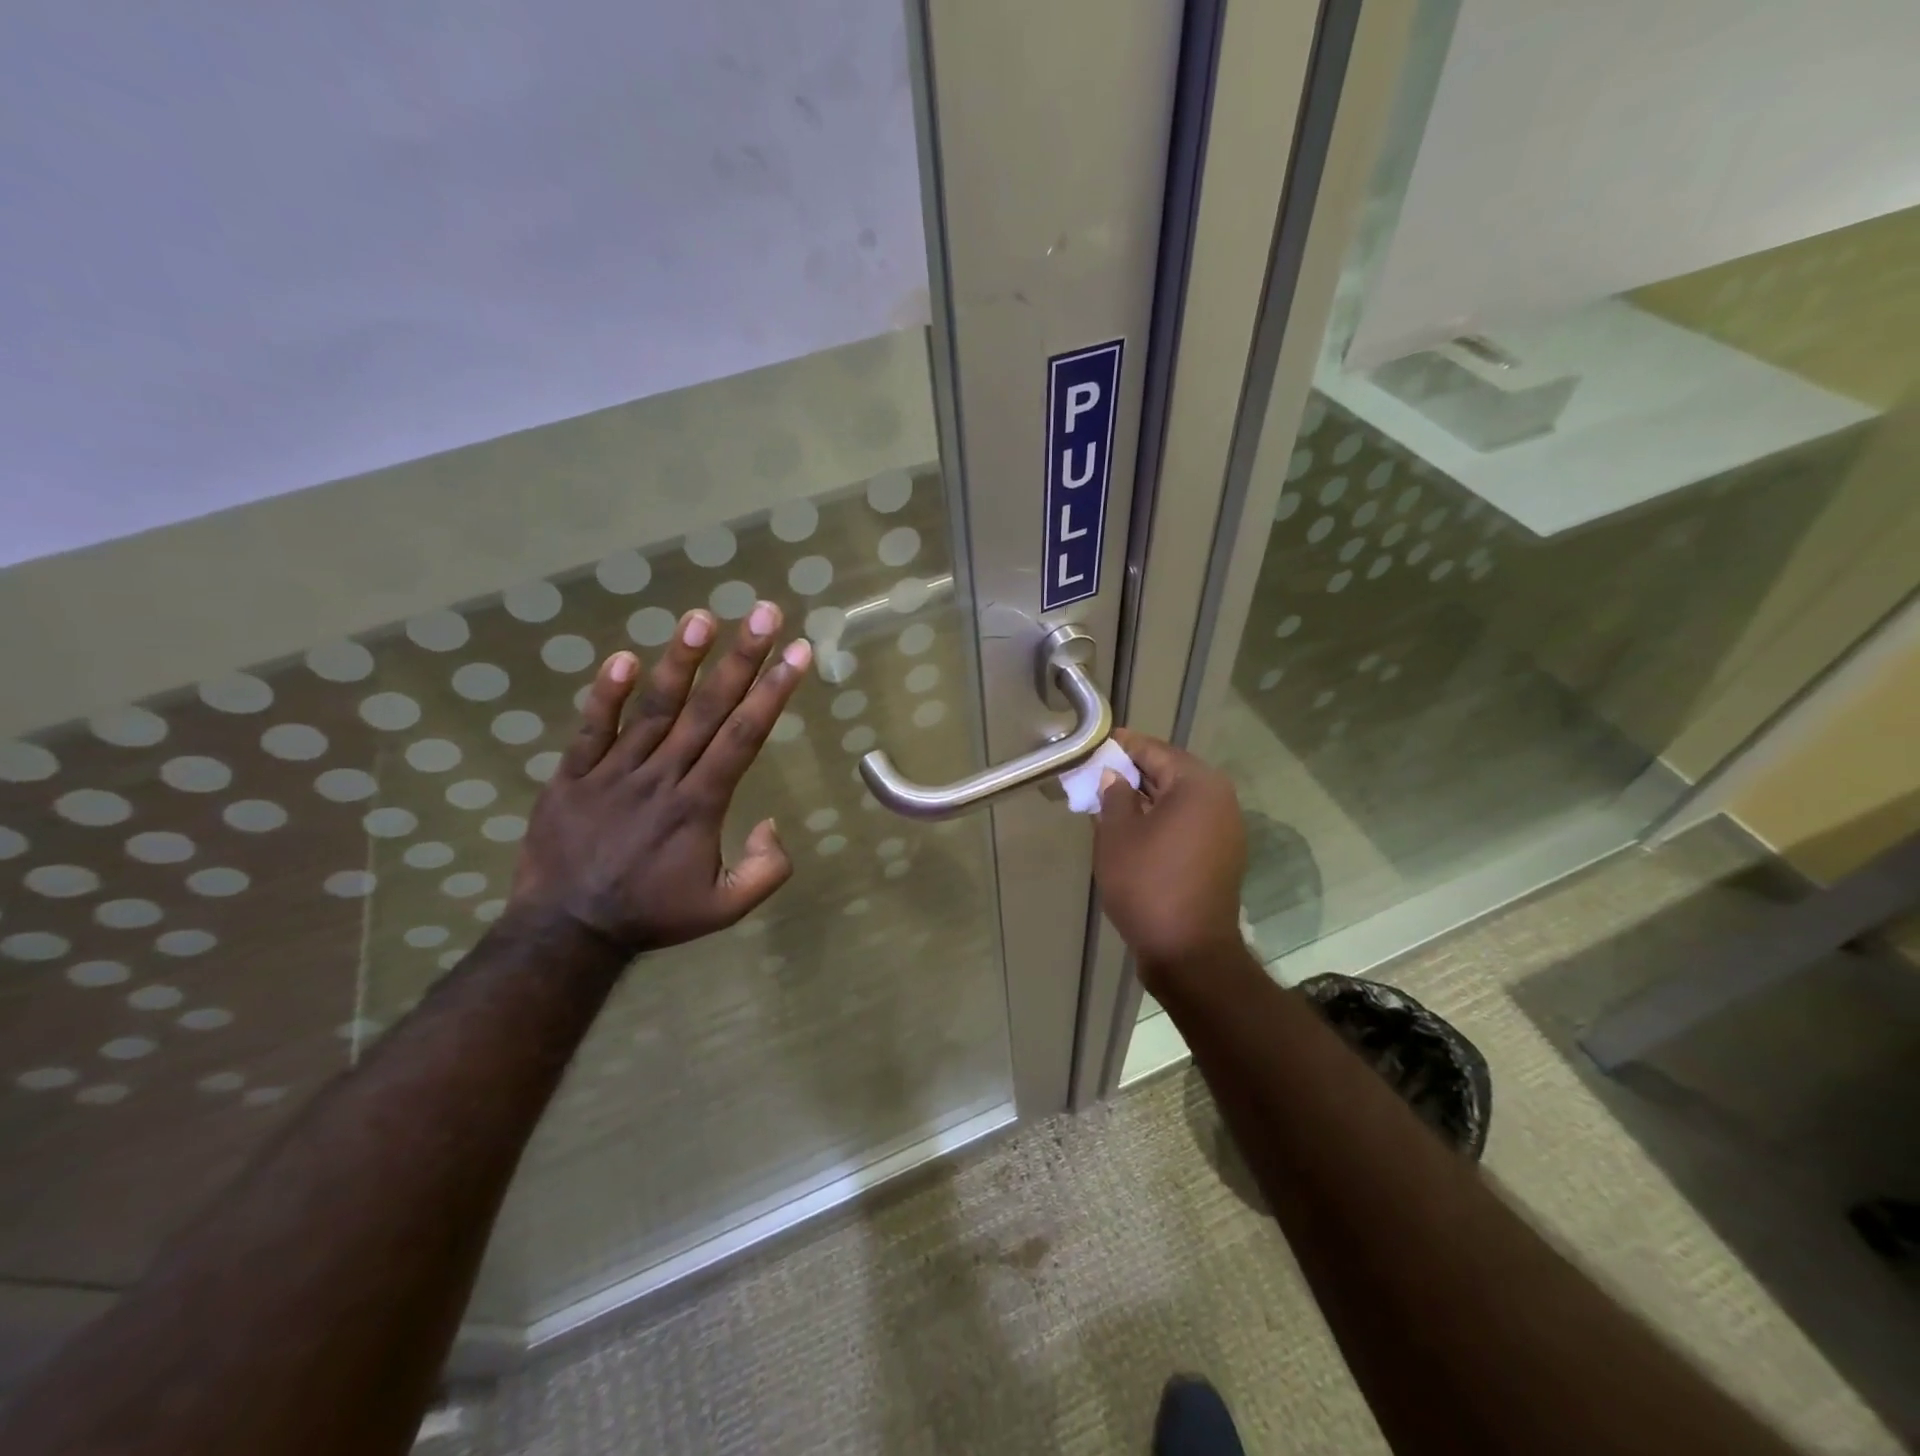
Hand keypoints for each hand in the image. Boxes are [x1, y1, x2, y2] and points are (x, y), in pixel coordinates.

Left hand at [508, 601, 811, 955]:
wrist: (565, 932)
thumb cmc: (652, 915)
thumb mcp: (725, 910)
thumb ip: (766, 871)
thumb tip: (773, 824)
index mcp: (699, 805)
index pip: (743, 737)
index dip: (773, 692)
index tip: (796, 652)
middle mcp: (661, 778)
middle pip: (707, 710)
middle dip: (741, 659)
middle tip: (763, 613)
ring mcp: (612, 773)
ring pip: (653, 710)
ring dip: (680, 662)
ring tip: (701, 618)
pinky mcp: (571, 777)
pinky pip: (589, 730)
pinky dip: (605, 695)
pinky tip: (623, 659)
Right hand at [1093, 728, 1247, 973]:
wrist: (1189, 952)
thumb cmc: (1147, 884)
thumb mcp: (1117, 835)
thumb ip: (1113, 795)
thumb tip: (1114, 776)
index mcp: (1197, 785)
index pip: (1154, 750)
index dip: (1121, 746)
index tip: (1094, 744)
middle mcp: (1220, 799)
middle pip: (1170, 772)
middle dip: (1132, 772)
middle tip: (1096, 773)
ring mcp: (1226, 829)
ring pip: (1178, 800)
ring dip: (1146, 797)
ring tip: (1108, 800)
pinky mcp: (1222, 854)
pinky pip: (1187, 823)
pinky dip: (1161, 819)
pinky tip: (1132, 828)